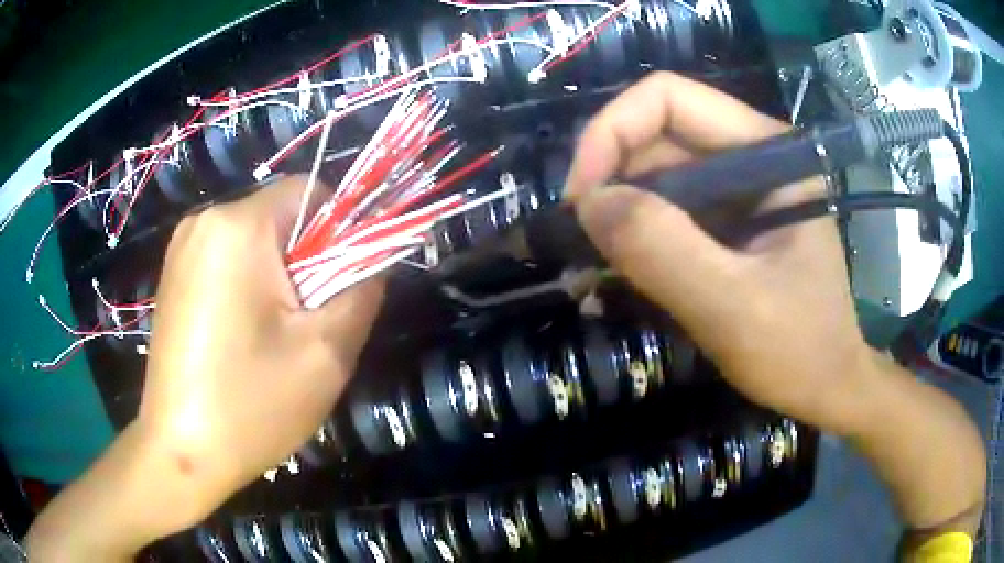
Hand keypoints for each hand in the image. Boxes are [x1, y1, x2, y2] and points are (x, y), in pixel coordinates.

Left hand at [29, 176, 384, 560]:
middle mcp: (203, 222)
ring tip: (275, 339)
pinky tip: (244, 340)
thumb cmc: (250, 405)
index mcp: (238, 226)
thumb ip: (363, 291)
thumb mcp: (326, 353)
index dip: (342, 230)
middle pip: (281, 218)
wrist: (180, 454)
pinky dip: (248, 288)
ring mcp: (181, 249)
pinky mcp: (173, 277)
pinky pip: (227, 262)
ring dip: (279, 279)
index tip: (342, 286)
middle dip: (307, 262)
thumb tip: (371, 260)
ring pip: (255, 242)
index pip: (311, 191)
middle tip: (308, 325)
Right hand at [566, 72, 871, 434]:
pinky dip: (633, 239)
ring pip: (654, 176)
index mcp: (766, 150)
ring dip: (615, 216)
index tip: (580, 199)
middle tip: (578, 244)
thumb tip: (588, 203)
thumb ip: (665, 251)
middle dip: (608, 181)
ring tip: (590, 268)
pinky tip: (615, 275)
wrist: (827, 386)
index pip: (669, 99)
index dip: (612, 133)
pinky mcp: (725, 223)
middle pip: (655, 137)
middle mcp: (748, 156)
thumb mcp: (735, 308)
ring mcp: (736, 190)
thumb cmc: (801, 351)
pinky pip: (664, 212)